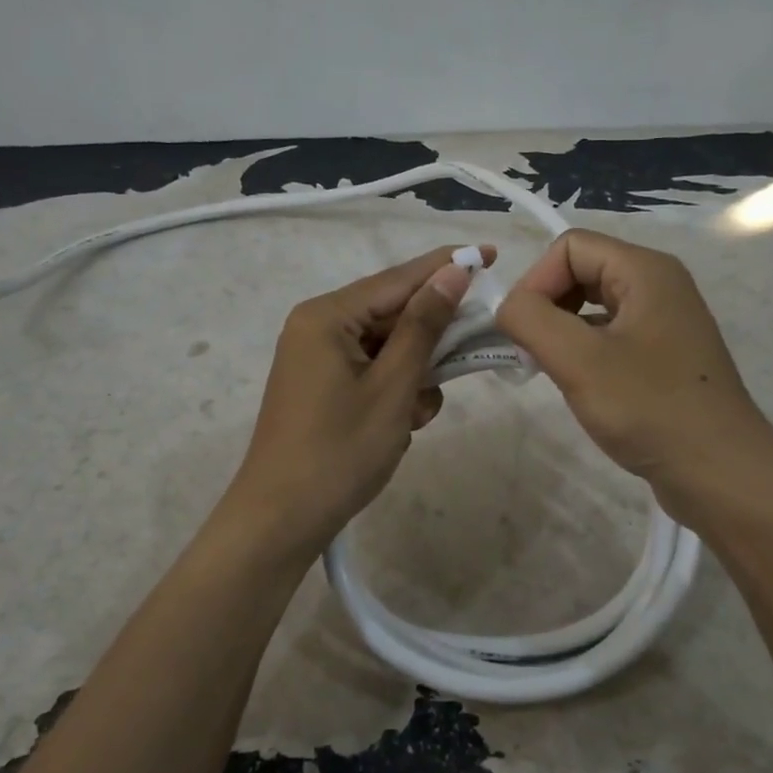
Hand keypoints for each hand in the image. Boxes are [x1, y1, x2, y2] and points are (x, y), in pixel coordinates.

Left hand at [226, 244, 494, 554]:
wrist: (281, 519)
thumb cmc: (340, 451)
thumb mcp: (392, 387)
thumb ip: (424, 326)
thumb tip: (453, 272)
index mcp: (326, 316)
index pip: (398, 279)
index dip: (447, 266)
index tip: (491, 253)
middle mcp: (318, 327)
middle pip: (393, 314)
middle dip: (431, 340)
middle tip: (469, 354)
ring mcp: (318, 360)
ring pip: (387, 349)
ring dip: (414, 376)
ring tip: (414, 416)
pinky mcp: (323, 388)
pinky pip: (372, 373)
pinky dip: (394, 393)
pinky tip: (400, 426)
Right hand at [496, 229, 772, 523]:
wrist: (720, 473)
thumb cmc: (650, 409)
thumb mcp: (579, 360)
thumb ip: (530, 320)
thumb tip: (506, 307)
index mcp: (646, 271)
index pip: (569, 247)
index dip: (535, 281)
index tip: (519, 331)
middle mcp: (659, 285)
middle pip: (581, 271)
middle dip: (546, 306)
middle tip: (529, 352)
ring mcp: (664, 323)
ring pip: (593, 306)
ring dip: (561, 331)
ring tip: (548, 370)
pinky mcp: (663, 357)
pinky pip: (610, 336)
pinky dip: (583, 352)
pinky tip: (577, 385)